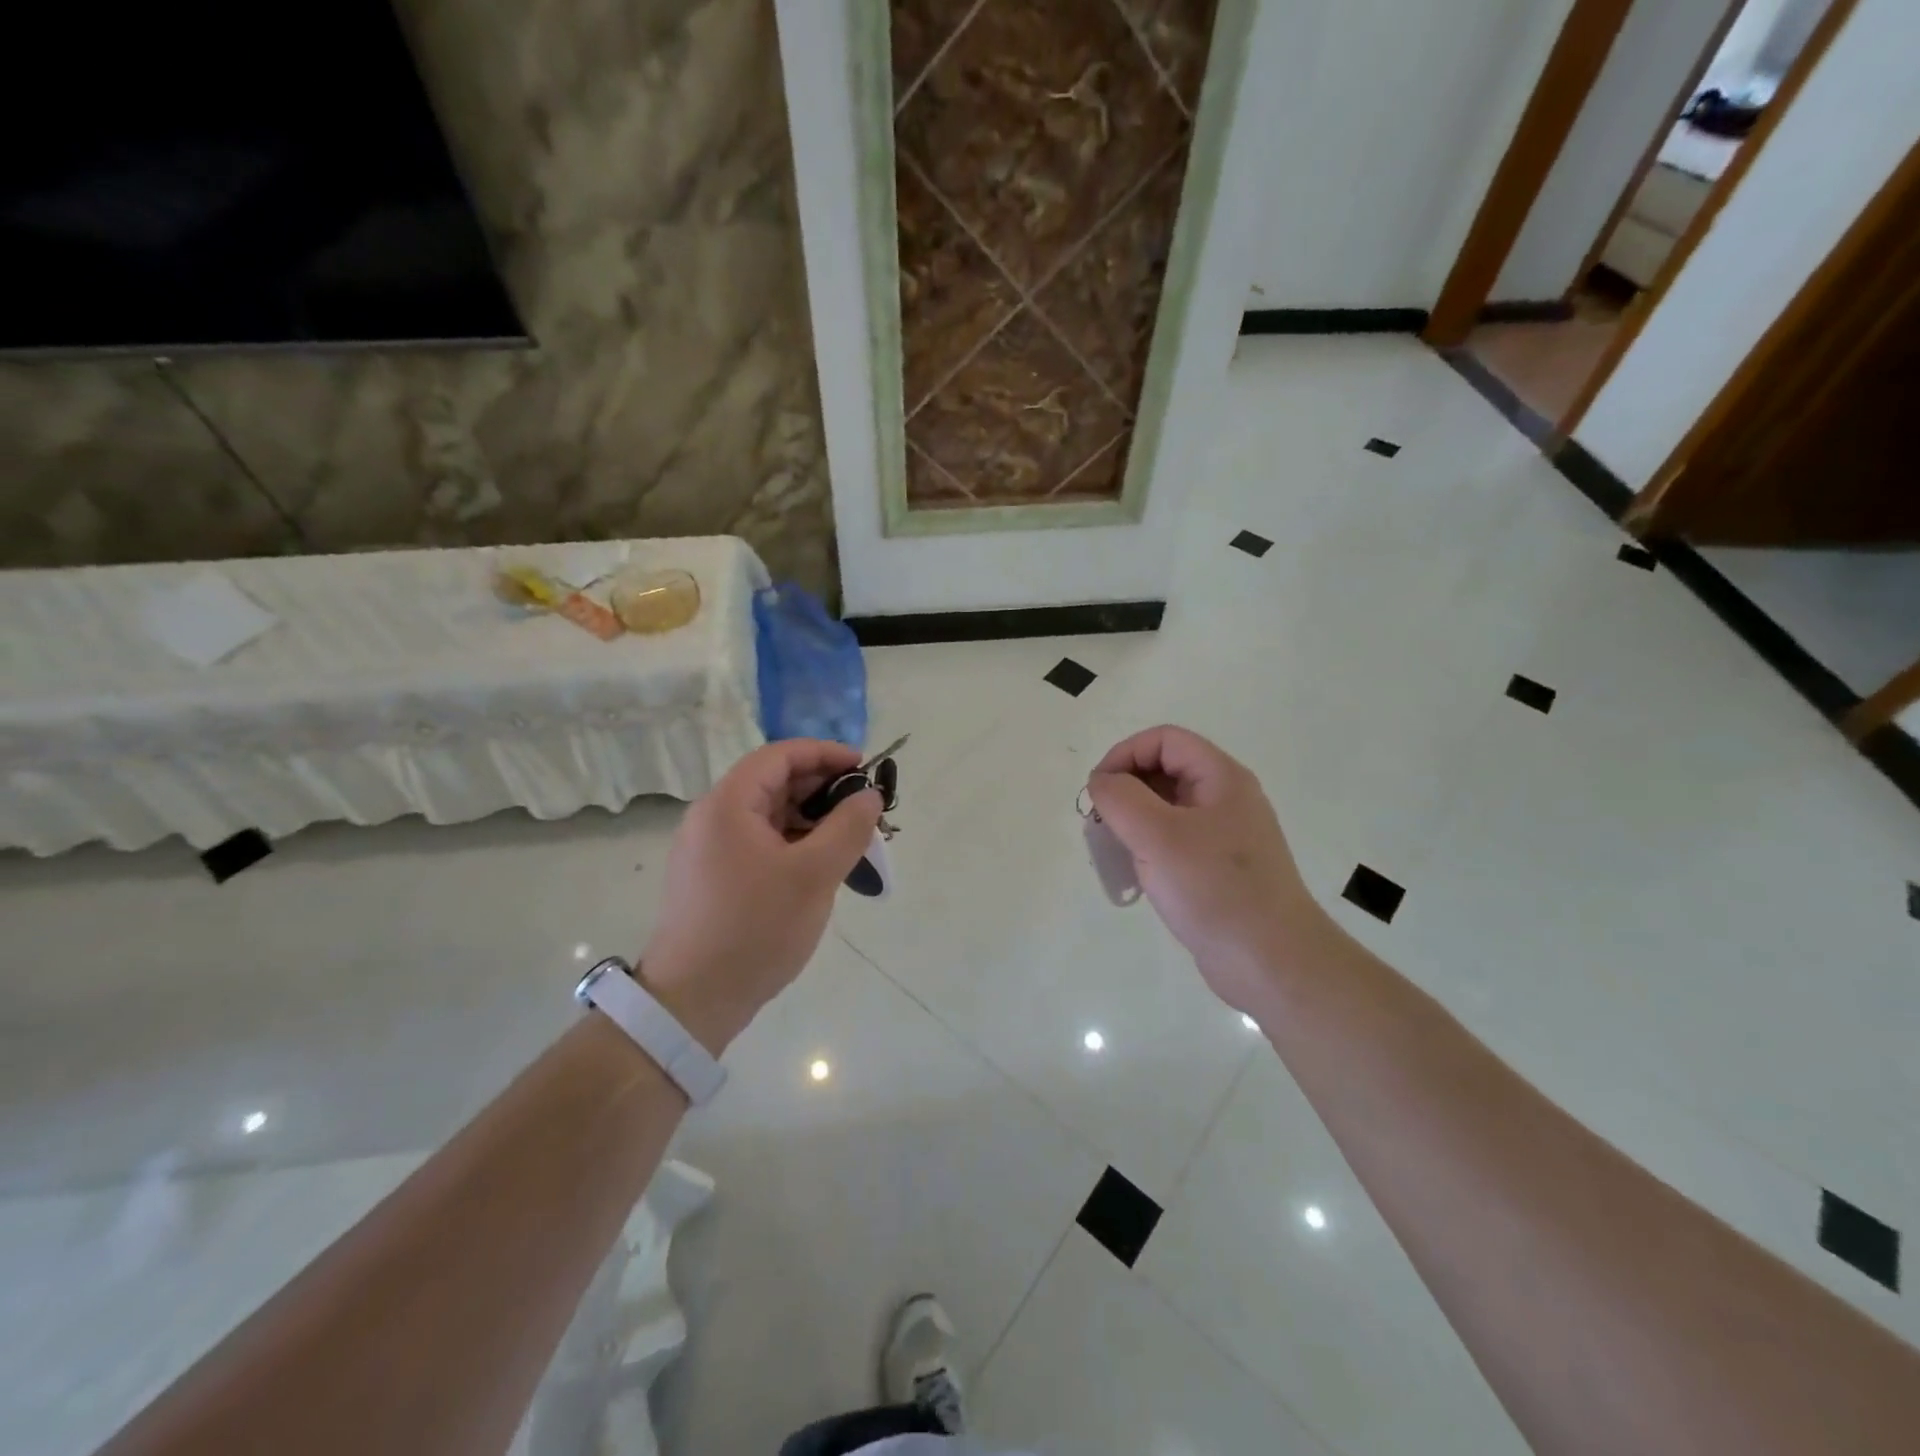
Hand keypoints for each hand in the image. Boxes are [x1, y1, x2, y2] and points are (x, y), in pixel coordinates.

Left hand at [641, 740, 880, 1053]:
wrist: (693, 1002)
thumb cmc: (755, 929)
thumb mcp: (814, 875)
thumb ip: (848, 827)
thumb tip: (869, 795)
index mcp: (728, 805)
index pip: (780, 755)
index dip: (825, 754)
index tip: (865, 768)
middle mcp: (712, 818)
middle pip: (774, 783)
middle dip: (823, 789)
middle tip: (864, 810)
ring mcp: (709, 850)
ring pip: (769, 816)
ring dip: (811, 819)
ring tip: (850, 841)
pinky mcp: (713, 877)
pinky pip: (760, 843)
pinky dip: (793, 843)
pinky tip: (821, 866)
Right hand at [1087, 726, 1329, 1011]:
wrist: (1271, 962)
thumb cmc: (1214, 889)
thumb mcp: (1157, 835)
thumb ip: (1120, 797)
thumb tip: (1102, 781)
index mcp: (1221, 778)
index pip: (1164, 740)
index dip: (1125, 755)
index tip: (1098, 791)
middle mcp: (1226, 799)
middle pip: (1164, 771)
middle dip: (1124, 790)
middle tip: (1098, 825)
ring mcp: (1224, 836)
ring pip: (1166, 809)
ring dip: (1131, 822)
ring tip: (1112, 852)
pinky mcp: (1218, 868)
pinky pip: (1174, 842)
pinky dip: (1147, 848)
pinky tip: (1135, 877)